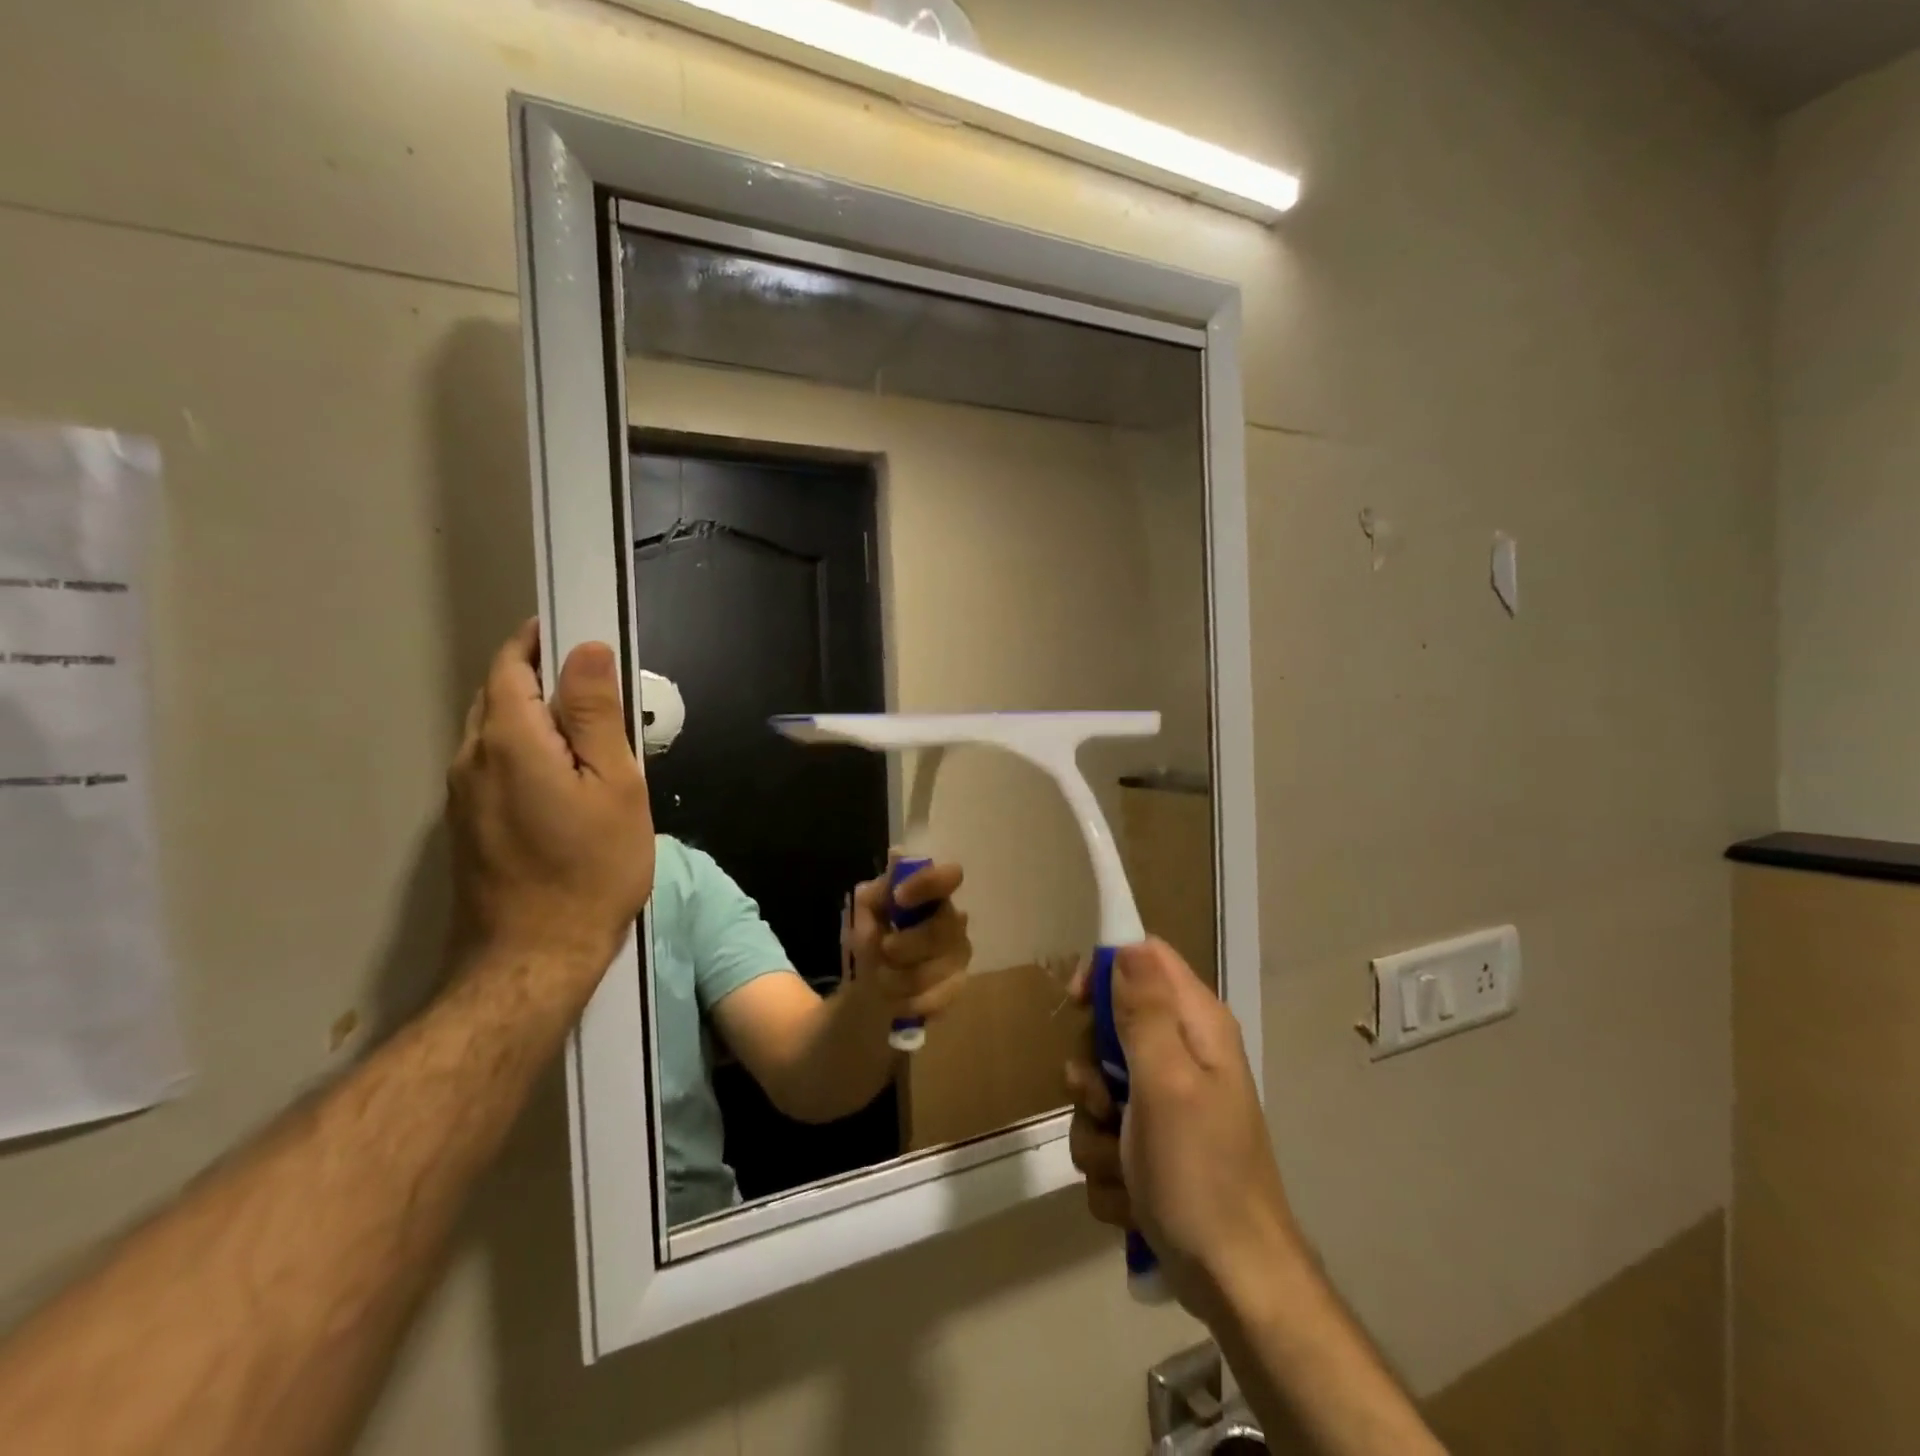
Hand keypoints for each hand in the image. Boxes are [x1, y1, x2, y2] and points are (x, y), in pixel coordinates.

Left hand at [447, 621, 654, 972]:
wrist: (534, 957)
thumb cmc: (591, 868)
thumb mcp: (615, 785)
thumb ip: (596, 714)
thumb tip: (585, 649)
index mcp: (509, 740)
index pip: (511, 666)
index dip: (538, 640)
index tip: (574, 632)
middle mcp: (471, 758)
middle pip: (498, 695)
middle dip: (537, 676)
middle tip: (593, 685)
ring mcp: (461, 795)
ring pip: (493, 731)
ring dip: (531, 715)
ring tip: (585, 732)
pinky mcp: (465, 824)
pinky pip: (492, 764)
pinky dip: (523, 749)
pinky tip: (560, 776)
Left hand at [844, 858, 971, 1019]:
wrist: (871, 987)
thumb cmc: (873, 938)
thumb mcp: (863, 913)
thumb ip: (877, 891)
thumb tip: (896, 861)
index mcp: (932, 895)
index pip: (950, 877)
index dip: (928, 884)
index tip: (899, 897)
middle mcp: (954, 920)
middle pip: (942, 930)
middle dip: (907, 944)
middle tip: (884, 950)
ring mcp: (959, 955)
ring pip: (936, 967)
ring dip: (900, 977)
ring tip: (882, 978)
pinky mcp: (958, 986)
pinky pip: (937, 996)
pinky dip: (910, 999)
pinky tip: (897, 997)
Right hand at [1067, 939, 1300, 1323]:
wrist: (1235, 1283)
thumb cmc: (1200, 1175)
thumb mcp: (1166, 1083)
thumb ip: (1144, 1012)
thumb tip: (1127, 945)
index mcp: (1196, 1026)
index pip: (1144, 957)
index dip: (1104, 970)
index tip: (1076, 1006)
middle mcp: (1183, 1054)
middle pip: (1109, 1026)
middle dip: (1092, 1071)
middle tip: (1106, 1103)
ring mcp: (1167, 1103)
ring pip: (1097, 1089)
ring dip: (1096, 1130)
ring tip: (1124, 1164)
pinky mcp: (1152, 1146)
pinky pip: (1104, 1136)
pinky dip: (1109, 1167)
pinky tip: (1132, 1194)